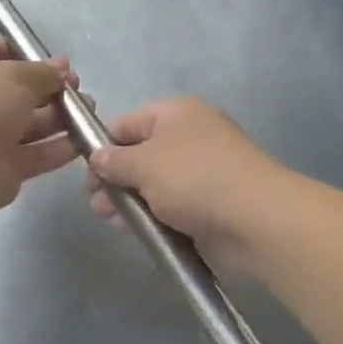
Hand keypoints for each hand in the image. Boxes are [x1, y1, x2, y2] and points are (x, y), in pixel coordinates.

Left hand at [0, 39, 81, 215]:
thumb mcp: (14, 75)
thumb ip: (42, 72)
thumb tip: (62, 67)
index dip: (27, 52)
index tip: (58, 61)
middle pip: (20, 90)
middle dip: (51, 87)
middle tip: (79, 88)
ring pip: (31, 123)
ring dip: (61, 117)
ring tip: (90, 111)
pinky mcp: (4, 167)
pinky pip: (37, 154)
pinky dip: (59, 148)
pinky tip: (84, 140)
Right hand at [86, 97, 288, 275]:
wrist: (256, 219)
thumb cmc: (194, 178)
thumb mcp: (144, 164)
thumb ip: (113, 160)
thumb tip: (97, 156)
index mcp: (175, 113)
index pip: (126, 123)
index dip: (102, 146)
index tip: (86, 174)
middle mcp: (189, 136)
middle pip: (139, 154)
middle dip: (114, 179)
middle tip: (96, 204)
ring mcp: (202, 170)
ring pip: (154, 183)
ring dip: (130, 200)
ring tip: (112, 221)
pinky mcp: (210, 202)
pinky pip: (172, 204)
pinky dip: (153, 215)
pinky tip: (136, 230)